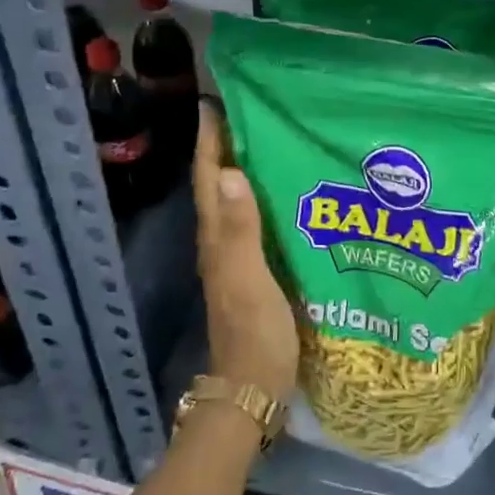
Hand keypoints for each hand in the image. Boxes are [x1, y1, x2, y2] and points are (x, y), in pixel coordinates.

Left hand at [193, 101, 298, 402]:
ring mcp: (236, 260)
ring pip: (235, 204)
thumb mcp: (250, 279)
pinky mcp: (254, 274)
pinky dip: (262, 202)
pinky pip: (255, 225)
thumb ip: (242, 228)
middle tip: (250, 113)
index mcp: (217, 239)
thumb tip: (229, 171)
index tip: (214, 103)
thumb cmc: (254, 334)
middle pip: (217, 186)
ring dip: (243, 172)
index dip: (209, 142)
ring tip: (269, 143)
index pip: (208, 179)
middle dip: (225, 148)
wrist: (253, 391)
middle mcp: (221, 244)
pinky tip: (286, 197)